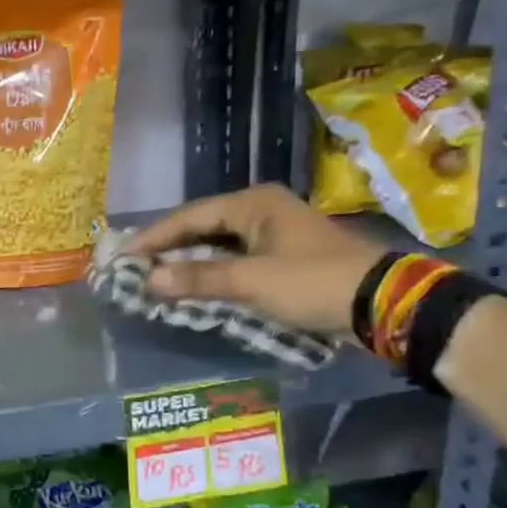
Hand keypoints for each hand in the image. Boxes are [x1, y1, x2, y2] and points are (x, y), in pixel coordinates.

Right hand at [131, 184, 386, 336]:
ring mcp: (274, 234)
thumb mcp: (251, 281)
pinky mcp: (284, 257)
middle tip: (135, 268)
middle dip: (169, 249)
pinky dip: (213, 273)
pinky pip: (235, 260)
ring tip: (157, 280)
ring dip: (190, 263)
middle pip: (202, 227)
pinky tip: (194, 288)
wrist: (384, 303)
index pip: (189, 216)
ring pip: (218, 245)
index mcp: (253, 204)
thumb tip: (148, 280)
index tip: (123, 257)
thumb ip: (198, 279)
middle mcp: (261, 211)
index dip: (154, 238)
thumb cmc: (313, 282)